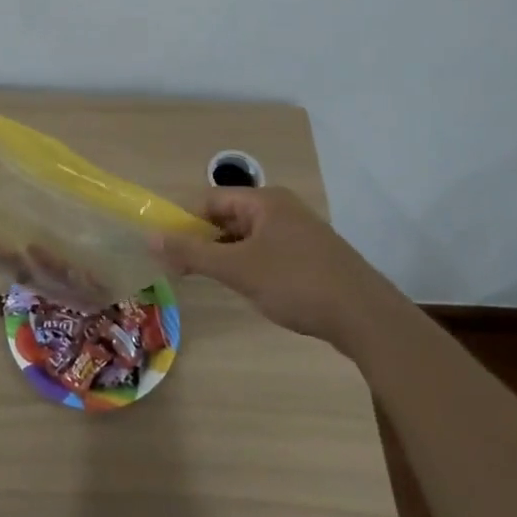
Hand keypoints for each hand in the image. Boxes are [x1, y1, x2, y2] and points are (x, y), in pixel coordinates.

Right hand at [152, 187, 387, 347]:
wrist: (365, 317)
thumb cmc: (296, 283)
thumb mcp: (238, 269)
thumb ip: (192, 254)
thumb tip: (150, 238)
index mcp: (264, 201)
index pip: (211, 200)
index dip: (185, 221)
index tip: (167, 249)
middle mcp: (282, 209)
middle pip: (229, 217)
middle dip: (204, 241)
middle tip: (182, 270)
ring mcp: (300, 233)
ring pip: (248, 238)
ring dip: (226, 256)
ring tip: (211, 283)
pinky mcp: (312, 257)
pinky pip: (268, 253)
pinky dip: (250, 266)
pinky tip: (249, 290)